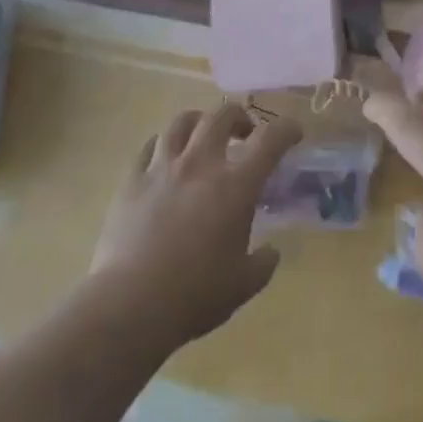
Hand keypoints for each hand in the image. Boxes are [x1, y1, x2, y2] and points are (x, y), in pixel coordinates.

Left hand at [87, 103, 301, 352]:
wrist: (129, 306)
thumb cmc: (194, 295)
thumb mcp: (243, 285)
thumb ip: (263, 263)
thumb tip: (271, 252)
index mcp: (236, 185)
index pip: (270, 139)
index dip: (286, 129)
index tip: (293, 134)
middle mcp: (201, 164)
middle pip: (222, 115)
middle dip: (239, 117)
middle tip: (244, 133)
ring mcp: (163, 168)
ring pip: (182, 121)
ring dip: (199, 122)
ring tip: (202, 136)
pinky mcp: (132, 181)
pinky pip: (148, 147)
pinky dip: (163, 145)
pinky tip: (165, 158)